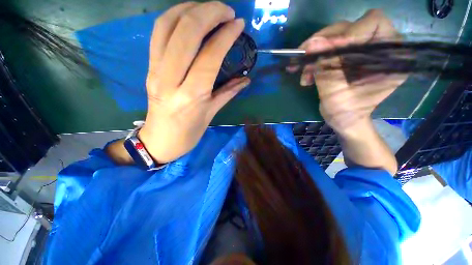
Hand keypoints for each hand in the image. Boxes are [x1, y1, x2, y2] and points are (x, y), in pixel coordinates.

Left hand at [138, 2, 249, 162]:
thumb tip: (246, 79)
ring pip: (168, 26)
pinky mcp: (149, 67)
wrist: (160, 140)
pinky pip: (158, 33)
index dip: (225, 35)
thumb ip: (228, 93)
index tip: (238, 24)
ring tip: (210, 9)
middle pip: (187, 32)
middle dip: (209, 13)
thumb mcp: (211, 114)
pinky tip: (189, 15)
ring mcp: (156, 70)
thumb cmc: (189, 133)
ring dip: (190, 8)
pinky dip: (174, 16)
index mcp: (192, 95)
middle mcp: (171, 79)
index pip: (209, 55)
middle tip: (227, 11)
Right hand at [291, 9, 405, 134]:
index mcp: (392, 56)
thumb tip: (311, 43)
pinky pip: (329, 49)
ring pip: (335, 37)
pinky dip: (314, 60)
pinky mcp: (349, 55)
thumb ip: (325, 68)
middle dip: (323, 43)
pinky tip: (306, 76)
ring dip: (315, 54)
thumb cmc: (346, 112)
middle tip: (304, 57)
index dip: (348, 33)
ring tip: (303, 74)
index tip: (325, 50)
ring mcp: (363, 49)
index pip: (373, 23)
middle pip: (349, 27)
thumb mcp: (335, 93)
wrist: (345, 120)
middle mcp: (381, 46)